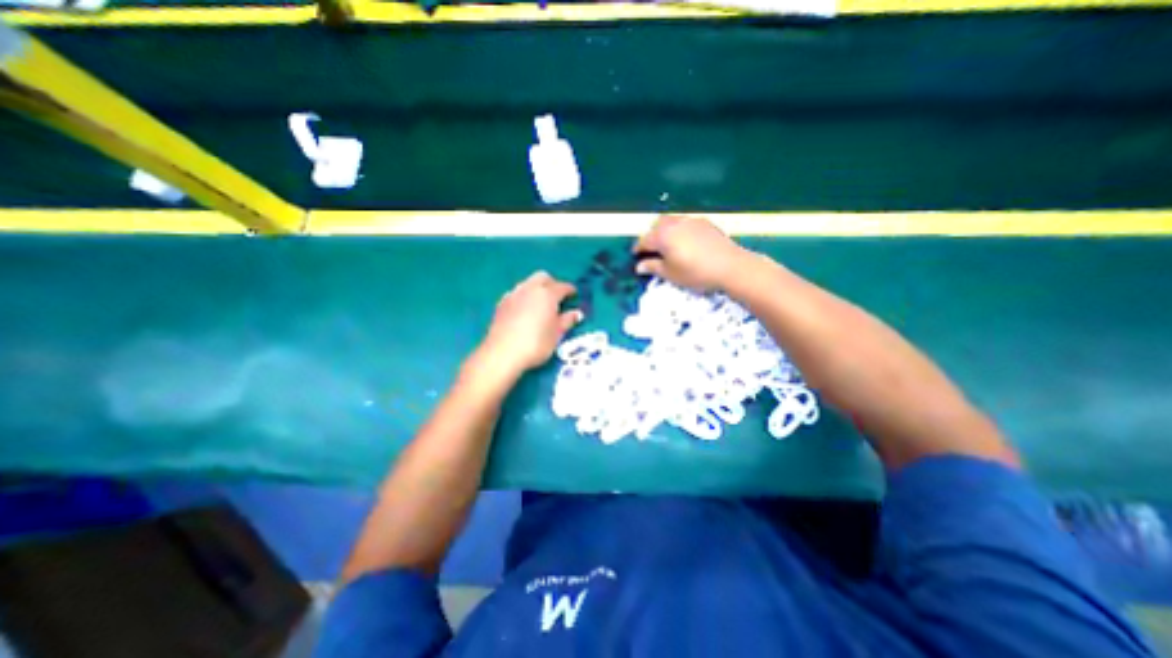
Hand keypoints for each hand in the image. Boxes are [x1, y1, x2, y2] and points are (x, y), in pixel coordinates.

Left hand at [478, 271, 583, 374]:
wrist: (502, 353)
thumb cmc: (536, 344)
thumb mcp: (557, 334)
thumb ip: (567, 321)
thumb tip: (576, 313)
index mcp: (547, 294)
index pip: (562, 286)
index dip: (570, 290)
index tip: (574, 295)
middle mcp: (530, 289)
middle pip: (543, 277)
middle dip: (552, 283)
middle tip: (558, 297)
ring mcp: (513, 294)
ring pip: (527, 283)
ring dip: (536, 288)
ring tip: (541, 303)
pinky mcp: (501, 303)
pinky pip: (516, 293)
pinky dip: (524, 296)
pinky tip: (525, 309)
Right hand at [631, 213, 749, 290]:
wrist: (730, 265)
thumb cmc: (695, 272)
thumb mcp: (670, 274)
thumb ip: (653, 267)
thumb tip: (639, 266)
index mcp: (662, 236)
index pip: (644, 240)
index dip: (638, 248)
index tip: (635, 256)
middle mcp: (674, 224)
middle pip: (657, 225)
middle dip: (651, 235)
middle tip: (651, 249)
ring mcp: (691, 221)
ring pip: (672, 221)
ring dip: (666, 230)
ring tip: (668, 244)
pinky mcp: (705, 223)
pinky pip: (686, 223)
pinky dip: (680, 230)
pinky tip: (687, 242)